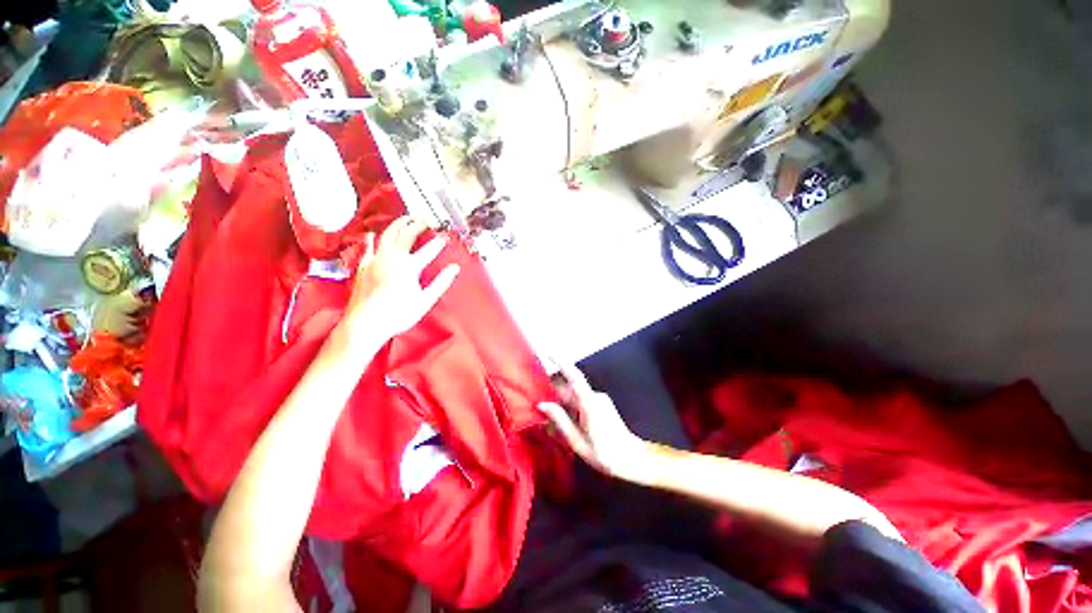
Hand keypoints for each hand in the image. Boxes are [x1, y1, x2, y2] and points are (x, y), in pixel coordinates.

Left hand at [340, 216, 459, 342]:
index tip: (445, 237)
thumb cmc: (397, 315)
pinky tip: (373, 234)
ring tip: (405, 220)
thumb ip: (441, 282)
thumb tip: (454, 269)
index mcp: (408, 267)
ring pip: (386, 235)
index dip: (438, 242)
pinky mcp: (363, 266)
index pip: (428, 250)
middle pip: (405, 235)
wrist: (366, 323)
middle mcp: (391, 259)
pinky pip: (367, 247)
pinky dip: (372, 238)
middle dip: (417, 225)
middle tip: (424, 222)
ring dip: (397, 225)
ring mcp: (375, 261)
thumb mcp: (425, 300)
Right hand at [538, 364, 649, 480]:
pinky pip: (581, 399)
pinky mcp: (600, 404)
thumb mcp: (577, 441)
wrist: (631, 458)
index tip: (549, 352)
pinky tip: (562, 417)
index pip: (574, 377)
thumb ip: (560, 420)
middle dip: (553, 388)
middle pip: (569, 386)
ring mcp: (599, 399)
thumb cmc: (604, 454)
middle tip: (536, 393)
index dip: (561, 363)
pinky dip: (569, 405)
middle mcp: (595, 397)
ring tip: (546, 410)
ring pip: (574, 394)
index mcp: (589, 404)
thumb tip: (543, 404)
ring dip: (560, 399)